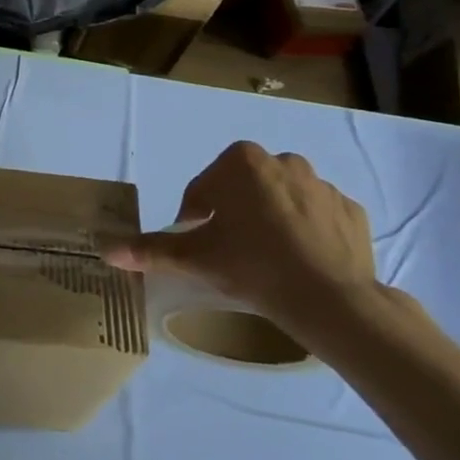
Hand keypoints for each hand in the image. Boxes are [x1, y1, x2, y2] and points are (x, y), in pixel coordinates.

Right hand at [100, 141, 374, 323]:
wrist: (330, 298)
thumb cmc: (252, 265)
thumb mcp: (195, 258)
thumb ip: (150, 250)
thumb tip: (106, 251)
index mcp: (241, 163)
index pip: (203, 188)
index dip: (194, 217)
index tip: (198, 244)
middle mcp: (283, 161)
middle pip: (243, 188)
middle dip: (233, 212)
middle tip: (229, 250)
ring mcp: (323, 185)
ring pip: (282, 199)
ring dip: (269, 218)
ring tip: (265, 257)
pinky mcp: (352, 211)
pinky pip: (317, 216)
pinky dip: (306, 231)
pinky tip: (299, 260)